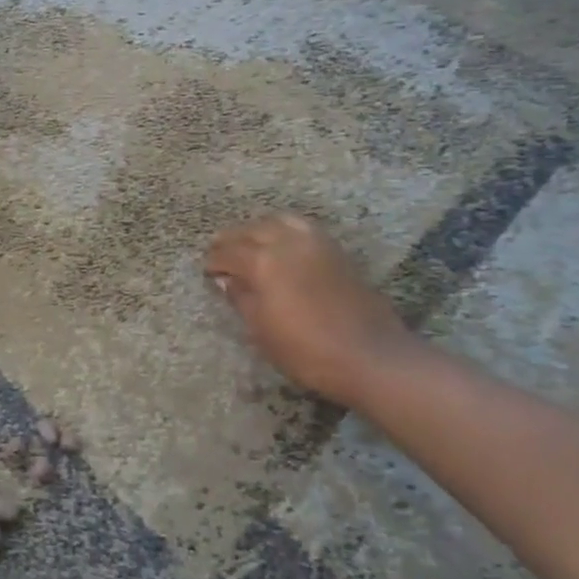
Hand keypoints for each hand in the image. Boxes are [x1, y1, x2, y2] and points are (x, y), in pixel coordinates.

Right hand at [206, 215, 419, 407]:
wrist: (371, 357)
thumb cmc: (307, 350)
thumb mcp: (262, 330)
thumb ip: (241, 299)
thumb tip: (226, 280)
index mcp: (264, 262)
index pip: (229, 252)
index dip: (214, 261)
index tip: (207, 271)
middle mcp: (288, 243)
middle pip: (252, 230)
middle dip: (232, 239)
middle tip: (220, 251)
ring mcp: (316, 244)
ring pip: (279, 221)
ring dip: (259, 229)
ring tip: (250, 243)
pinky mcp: (336, 252)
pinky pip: (302, 229)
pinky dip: (284, 231)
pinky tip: (281, 247)